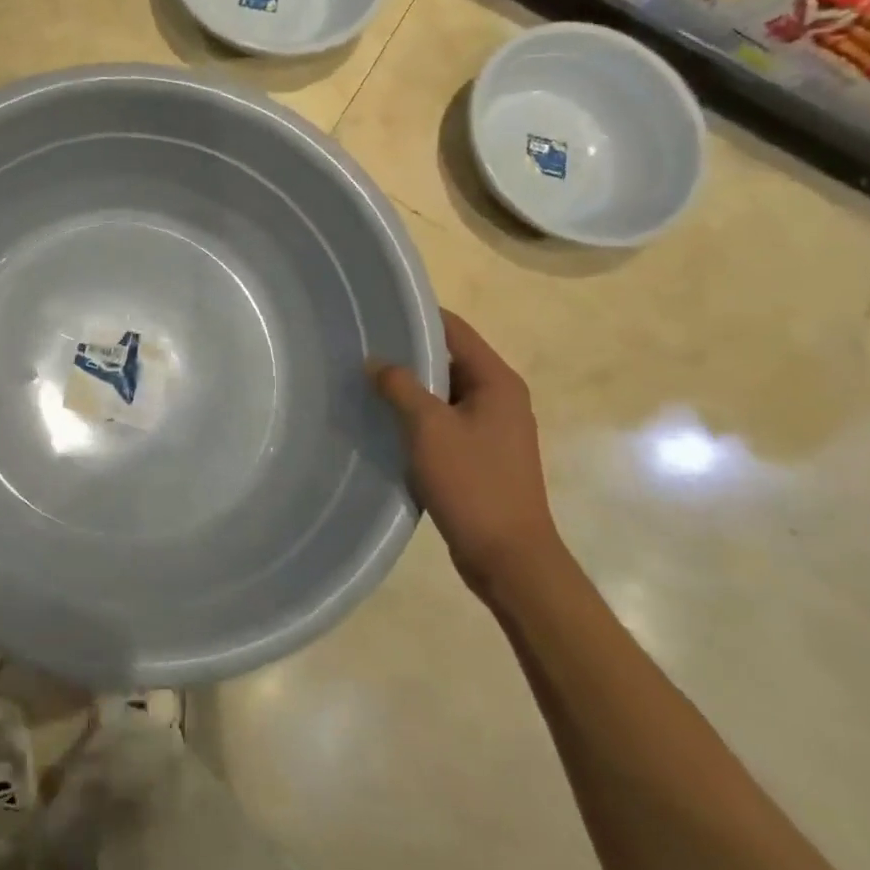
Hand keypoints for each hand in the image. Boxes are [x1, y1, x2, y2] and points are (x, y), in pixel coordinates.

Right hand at [373, 311, 563, 605]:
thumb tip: (376, 362)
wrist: (508, 557)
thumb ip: (400, 386)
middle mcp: (499, 398)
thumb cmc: (473, 483)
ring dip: (409, 388)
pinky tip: (384, 421)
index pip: (454, 330)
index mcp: (497, 382)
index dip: (417, 317)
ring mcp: (492, 428)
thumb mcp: (429, 428)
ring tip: (365, 381)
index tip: (376, 312)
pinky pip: (443, 421)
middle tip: (361, 348)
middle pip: (448, 360)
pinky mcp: (480, 455)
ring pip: (443, 393)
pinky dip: (417, 417)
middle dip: (407, 354)